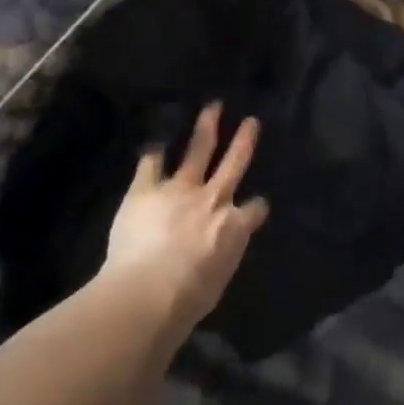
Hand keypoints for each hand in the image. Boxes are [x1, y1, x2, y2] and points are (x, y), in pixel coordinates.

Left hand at [97, 104, 268, 331]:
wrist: (150, 290)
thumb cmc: (189, 296)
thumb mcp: (219, 279)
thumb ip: (221, 258)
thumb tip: (217, 255)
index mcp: (234, 225)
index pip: (255, 210)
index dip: (257, 208)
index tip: (258, 205)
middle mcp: (212, 200)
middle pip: (234, 165)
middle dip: (243, 142)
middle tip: (251, 121)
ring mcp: (178, 190)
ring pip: (198, 152)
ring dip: (205, 129)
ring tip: (212, 108)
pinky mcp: (145, 191)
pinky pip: (150, 165)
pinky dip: (153, 154)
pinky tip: (154, 144)